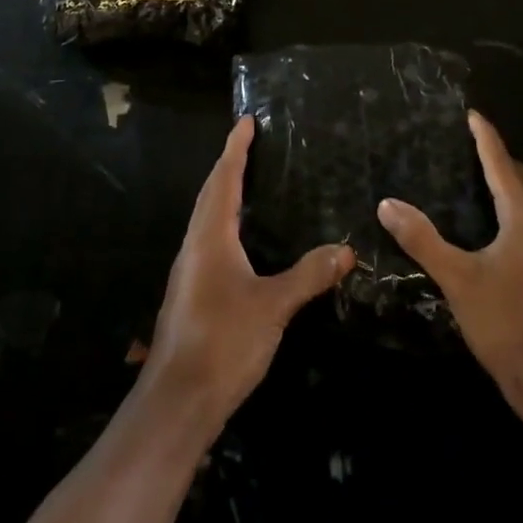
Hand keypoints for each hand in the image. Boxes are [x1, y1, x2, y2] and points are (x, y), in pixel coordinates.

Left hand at [140, 117, 352, 435]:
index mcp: (210, 236)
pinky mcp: (192, 293)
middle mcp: (195, 245)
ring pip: (207, 218)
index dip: (236, 148)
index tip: (246, 121)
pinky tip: (242, 241)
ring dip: (224, 193)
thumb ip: (308, 275)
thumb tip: (345, 249)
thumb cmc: (223, 341)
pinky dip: (225, 223)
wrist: (177, 401)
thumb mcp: (273, 306)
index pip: (224, 179)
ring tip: (248, 182)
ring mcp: (190, 271)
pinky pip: (210, 240)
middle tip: (250, 143)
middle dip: (229, 165)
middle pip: (211, 193)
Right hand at [378, 112, 522, 409]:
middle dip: (502, 159)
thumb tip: (387, 203)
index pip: (502, 164)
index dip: (486, 138)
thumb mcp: (457, 279)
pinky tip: (500, 229)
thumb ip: (422, 239)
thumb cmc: (506, 323)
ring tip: (483, 181)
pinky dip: (519, 210)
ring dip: (513, 185)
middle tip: (473, 148)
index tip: (472, 115)